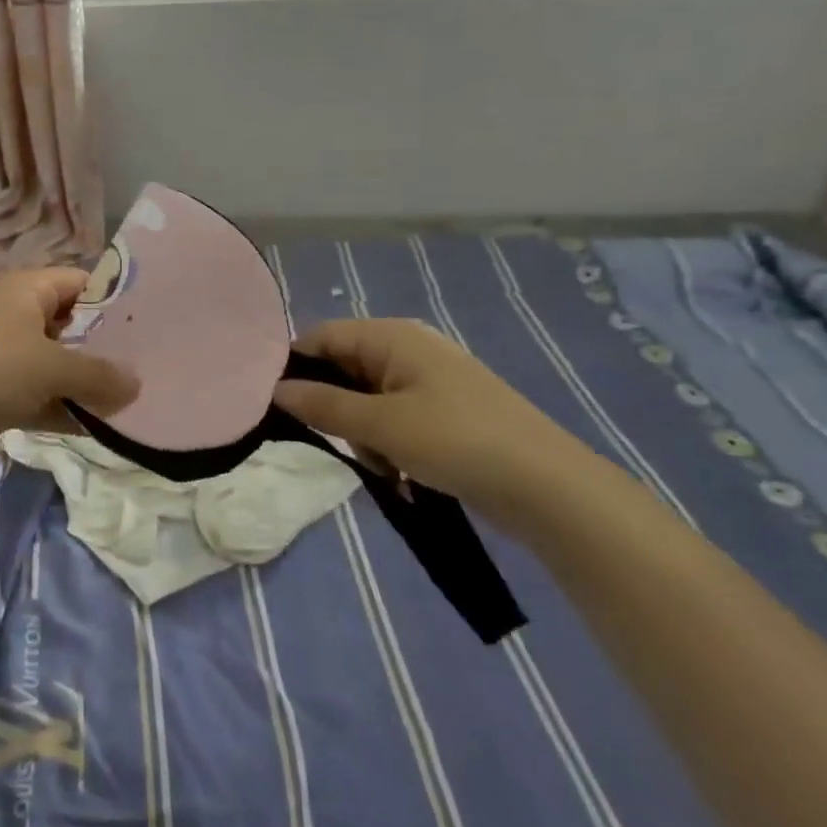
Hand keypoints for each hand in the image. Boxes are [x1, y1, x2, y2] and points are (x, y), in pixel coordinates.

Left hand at [0, 267, 139, 481]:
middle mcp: (16, 317)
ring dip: (88, 385)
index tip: (154, 323)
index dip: (115, 299)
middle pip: (72, 326)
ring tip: (137, 402)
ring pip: (59, 366)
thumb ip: (97, 374)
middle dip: (107, 348)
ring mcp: (6, 358)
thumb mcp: (49, 366)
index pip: (80, 282)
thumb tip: (137, 385)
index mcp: (25, 290)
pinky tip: (102, 429)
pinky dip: (67, 410)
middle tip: (152, 366)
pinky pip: (43, 398)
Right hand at [273, 318, 596, 531]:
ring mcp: (429, 382)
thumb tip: (275, 390)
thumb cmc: (457, 442)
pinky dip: (389, 444)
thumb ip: (323, 406)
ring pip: (367, 400)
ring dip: (363, 433)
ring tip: (383, 464)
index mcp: (393, 336)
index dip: (295, 366)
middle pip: (343, 368)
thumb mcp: (381, 425)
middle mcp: (408, 350)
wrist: (551, 490)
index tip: (276, 405)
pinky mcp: (444, 414)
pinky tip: (403, 474)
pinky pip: (394, 420)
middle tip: (341, 441)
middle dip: (335, 408)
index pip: (322, 336)